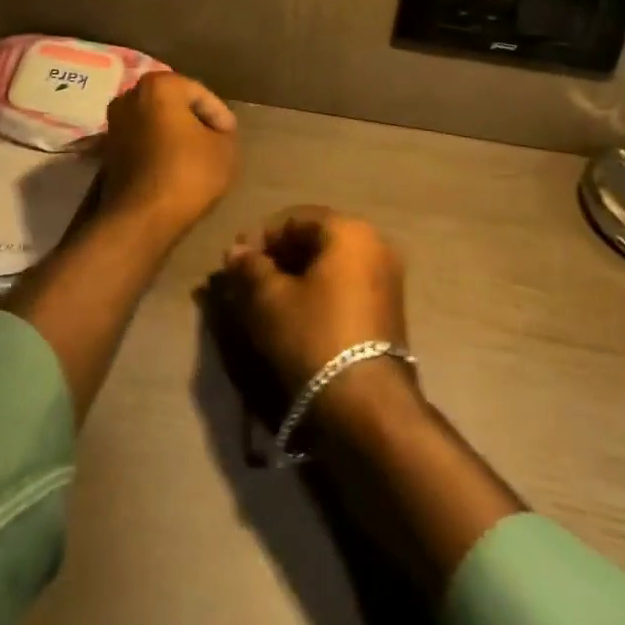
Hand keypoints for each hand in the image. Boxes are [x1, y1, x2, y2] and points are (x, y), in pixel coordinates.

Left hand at [97, 72, 238, 239]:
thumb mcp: (225, 149)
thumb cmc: (187, 173)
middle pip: (176, 106)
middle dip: (196, 123)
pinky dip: (159, 151)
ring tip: (197, 160)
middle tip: (215, 146)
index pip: (201, 95)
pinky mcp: (107, 151)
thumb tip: (214, 133)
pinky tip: (174, 171)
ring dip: (176, 138)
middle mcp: (130, 96)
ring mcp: (114, 123)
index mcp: (159, 85)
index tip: (230, 141)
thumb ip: (224, 132)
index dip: (220, 118)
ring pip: (157, 124)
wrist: (141, 218)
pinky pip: (143, 142)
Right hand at [217, 206, 408, 395]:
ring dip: (296, 276)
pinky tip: (295, 314)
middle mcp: (374, 244)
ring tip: (266, 300)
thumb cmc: (314, 337)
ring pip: (329, 264)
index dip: (260, 238)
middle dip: (278, 257)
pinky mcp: (388, 308)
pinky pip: (345, 285)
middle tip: (248, 281)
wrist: (367, 405)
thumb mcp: (270, 299)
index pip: (293, 219)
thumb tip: (236, 251)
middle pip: (314, 239)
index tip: (235, 263)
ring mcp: (386, 277)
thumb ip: (250, 267)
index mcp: (349, 230)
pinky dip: (318, 292)